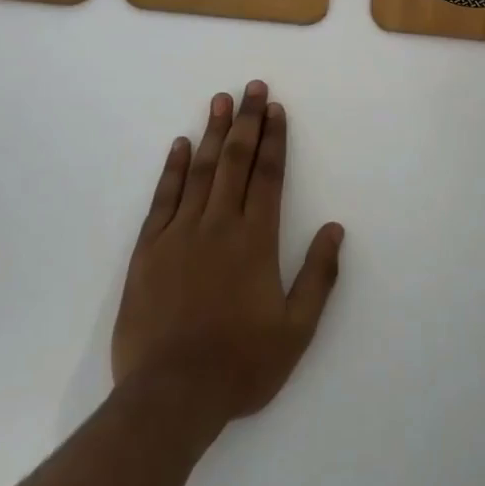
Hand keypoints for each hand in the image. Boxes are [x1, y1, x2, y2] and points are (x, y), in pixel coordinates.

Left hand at [111, 81, 344, 434]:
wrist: (170, 397)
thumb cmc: (240, 365)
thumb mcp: (296, 331)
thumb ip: (319, 276)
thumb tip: (335, 229)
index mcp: (256, 240)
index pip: (268, 175)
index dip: (273, 139)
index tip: (275, 108)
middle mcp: (219, 225)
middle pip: (235, 161)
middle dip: (246, 121)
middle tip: (252, 87)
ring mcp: (180, 234)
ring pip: (200, 171)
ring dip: (212, 132)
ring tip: (220, 100)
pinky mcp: (148, 250)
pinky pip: (164, 198)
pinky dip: (173, 169)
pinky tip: (180, 145)